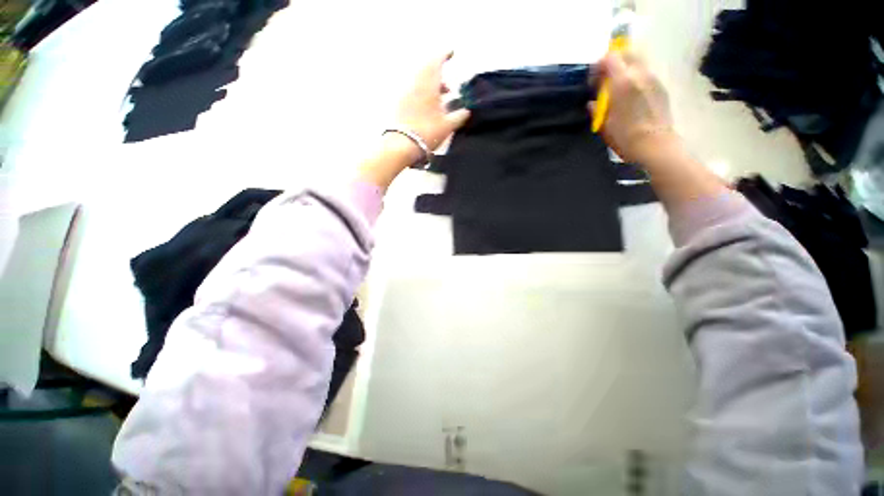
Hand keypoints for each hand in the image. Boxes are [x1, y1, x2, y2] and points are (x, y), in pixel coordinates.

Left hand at [396, 52, 470, 151]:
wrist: (403, 145)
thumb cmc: (428, 132)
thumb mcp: (448, 126)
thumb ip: (459, 116)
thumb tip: (466, 111)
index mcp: (428, 85)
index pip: (436, 62)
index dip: (445, 55)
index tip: (452, 52)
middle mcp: (415, 84)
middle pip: (427, 71)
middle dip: (439, 75)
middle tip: (448, 89)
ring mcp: (405, 93)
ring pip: (420, 82)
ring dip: (431, 86)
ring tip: (440, 102)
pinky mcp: (399, 104)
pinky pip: (413, 91)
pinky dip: (422, 94)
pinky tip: (428, 108)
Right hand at [592, 51, 676, 163]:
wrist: (655, 145)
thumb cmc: (625, 136)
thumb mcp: (603, 124)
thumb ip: (596, 109)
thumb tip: (593, 102)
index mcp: (623, 81)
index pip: (610, 57)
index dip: (599, 65)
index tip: (594, 79)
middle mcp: (640, 73)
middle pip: (627, 52)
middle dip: (615, 61)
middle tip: (606, 79)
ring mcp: (653, 78)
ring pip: (638, 61)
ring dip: (626, 69)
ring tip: (619, 88)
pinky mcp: (661, 86)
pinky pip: (646, 73)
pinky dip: (636, 77)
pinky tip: (632, 96)